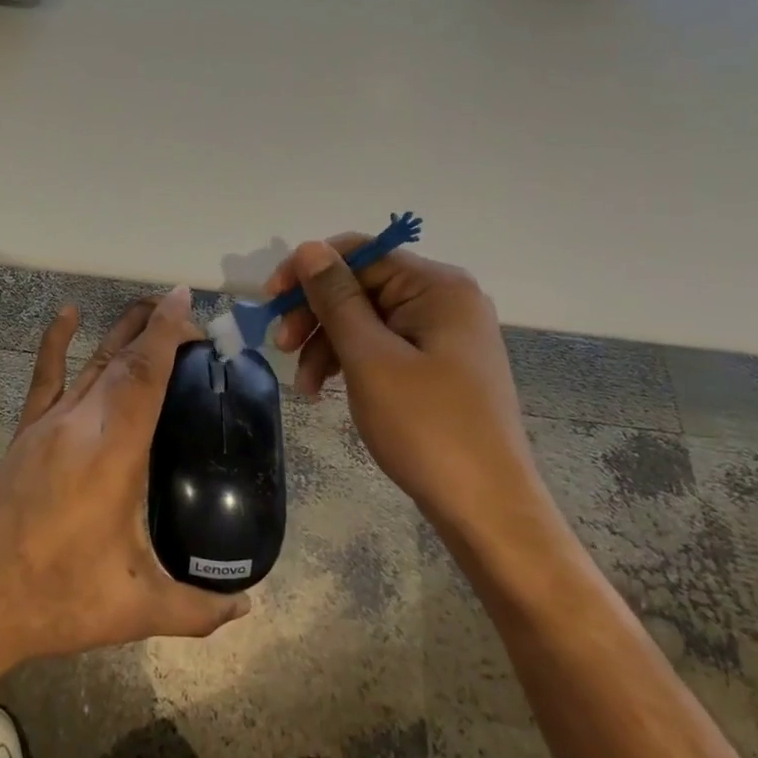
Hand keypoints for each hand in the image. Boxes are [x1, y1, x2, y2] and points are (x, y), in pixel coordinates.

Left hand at [0, 286, 249, 704]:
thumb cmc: (58, 601)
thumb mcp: (136, 610)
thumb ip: (198, 609)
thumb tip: (248, 607)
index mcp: (112, 453)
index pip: (145, 375)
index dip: (167, 333)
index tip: (185, 300)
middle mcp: (80, 424)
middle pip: (123, 360)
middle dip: (156, 329)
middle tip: (190, 321)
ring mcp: (47, 426)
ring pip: (91, 363)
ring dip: (122, 332)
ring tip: (150, 309)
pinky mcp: (24, 435)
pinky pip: (44, 378)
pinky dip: (55, 342)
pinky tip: (66, 315)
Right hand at [262, 238, 541, 528]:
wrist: (486, 509)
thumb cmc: (427, 428)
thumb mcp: (370, 358)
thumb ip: (336, 298)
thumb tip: (308, 248)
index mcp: (437, 287)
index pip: (360, 253)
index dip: (308, 271)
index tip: (270, 303)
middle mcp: (444, 300)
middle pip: (361, 286)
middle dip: (316, 314)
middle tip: (280, 348)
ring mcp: (443, 335)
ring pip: (367, 320)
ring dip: (326, 344)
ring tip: (303, 386)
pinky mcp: (438, 366)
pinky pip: (382, 347)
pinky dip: (350, 363)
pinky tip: (326, 390)